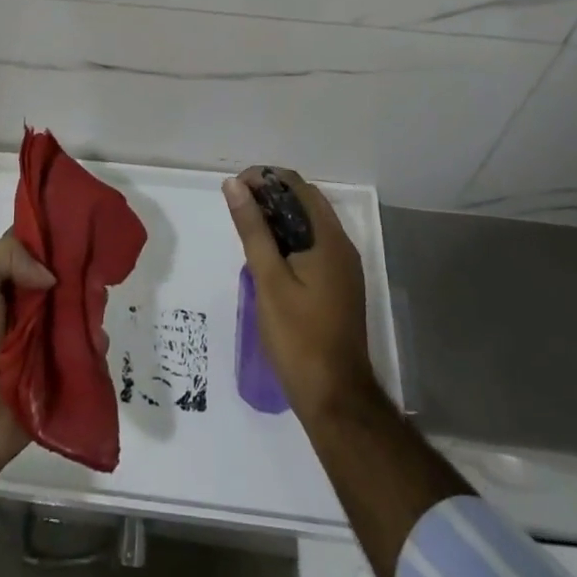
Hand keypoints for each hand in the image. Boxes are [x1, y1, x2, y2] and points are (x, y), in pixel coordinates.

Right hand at [223, 166, 379, 423]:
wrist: (335, 397)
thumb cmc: (298, 337)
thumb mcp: (268, 279)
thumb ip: (253, 229)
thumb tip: (234, 185)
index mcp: (329, 239)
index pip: (298, 186)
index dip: (265, 178)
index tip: (234, 188)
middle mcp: (341, 246)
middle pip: (305, 202)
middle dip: (270, 195)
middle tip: (235, 205)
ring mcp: (342, 268)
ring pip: (308, 225)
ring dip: (278, 216)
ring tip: (244, 226)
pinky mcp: (337, 285)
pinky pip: (312, 246)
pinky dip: (288, 238)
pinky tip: (265, 254)